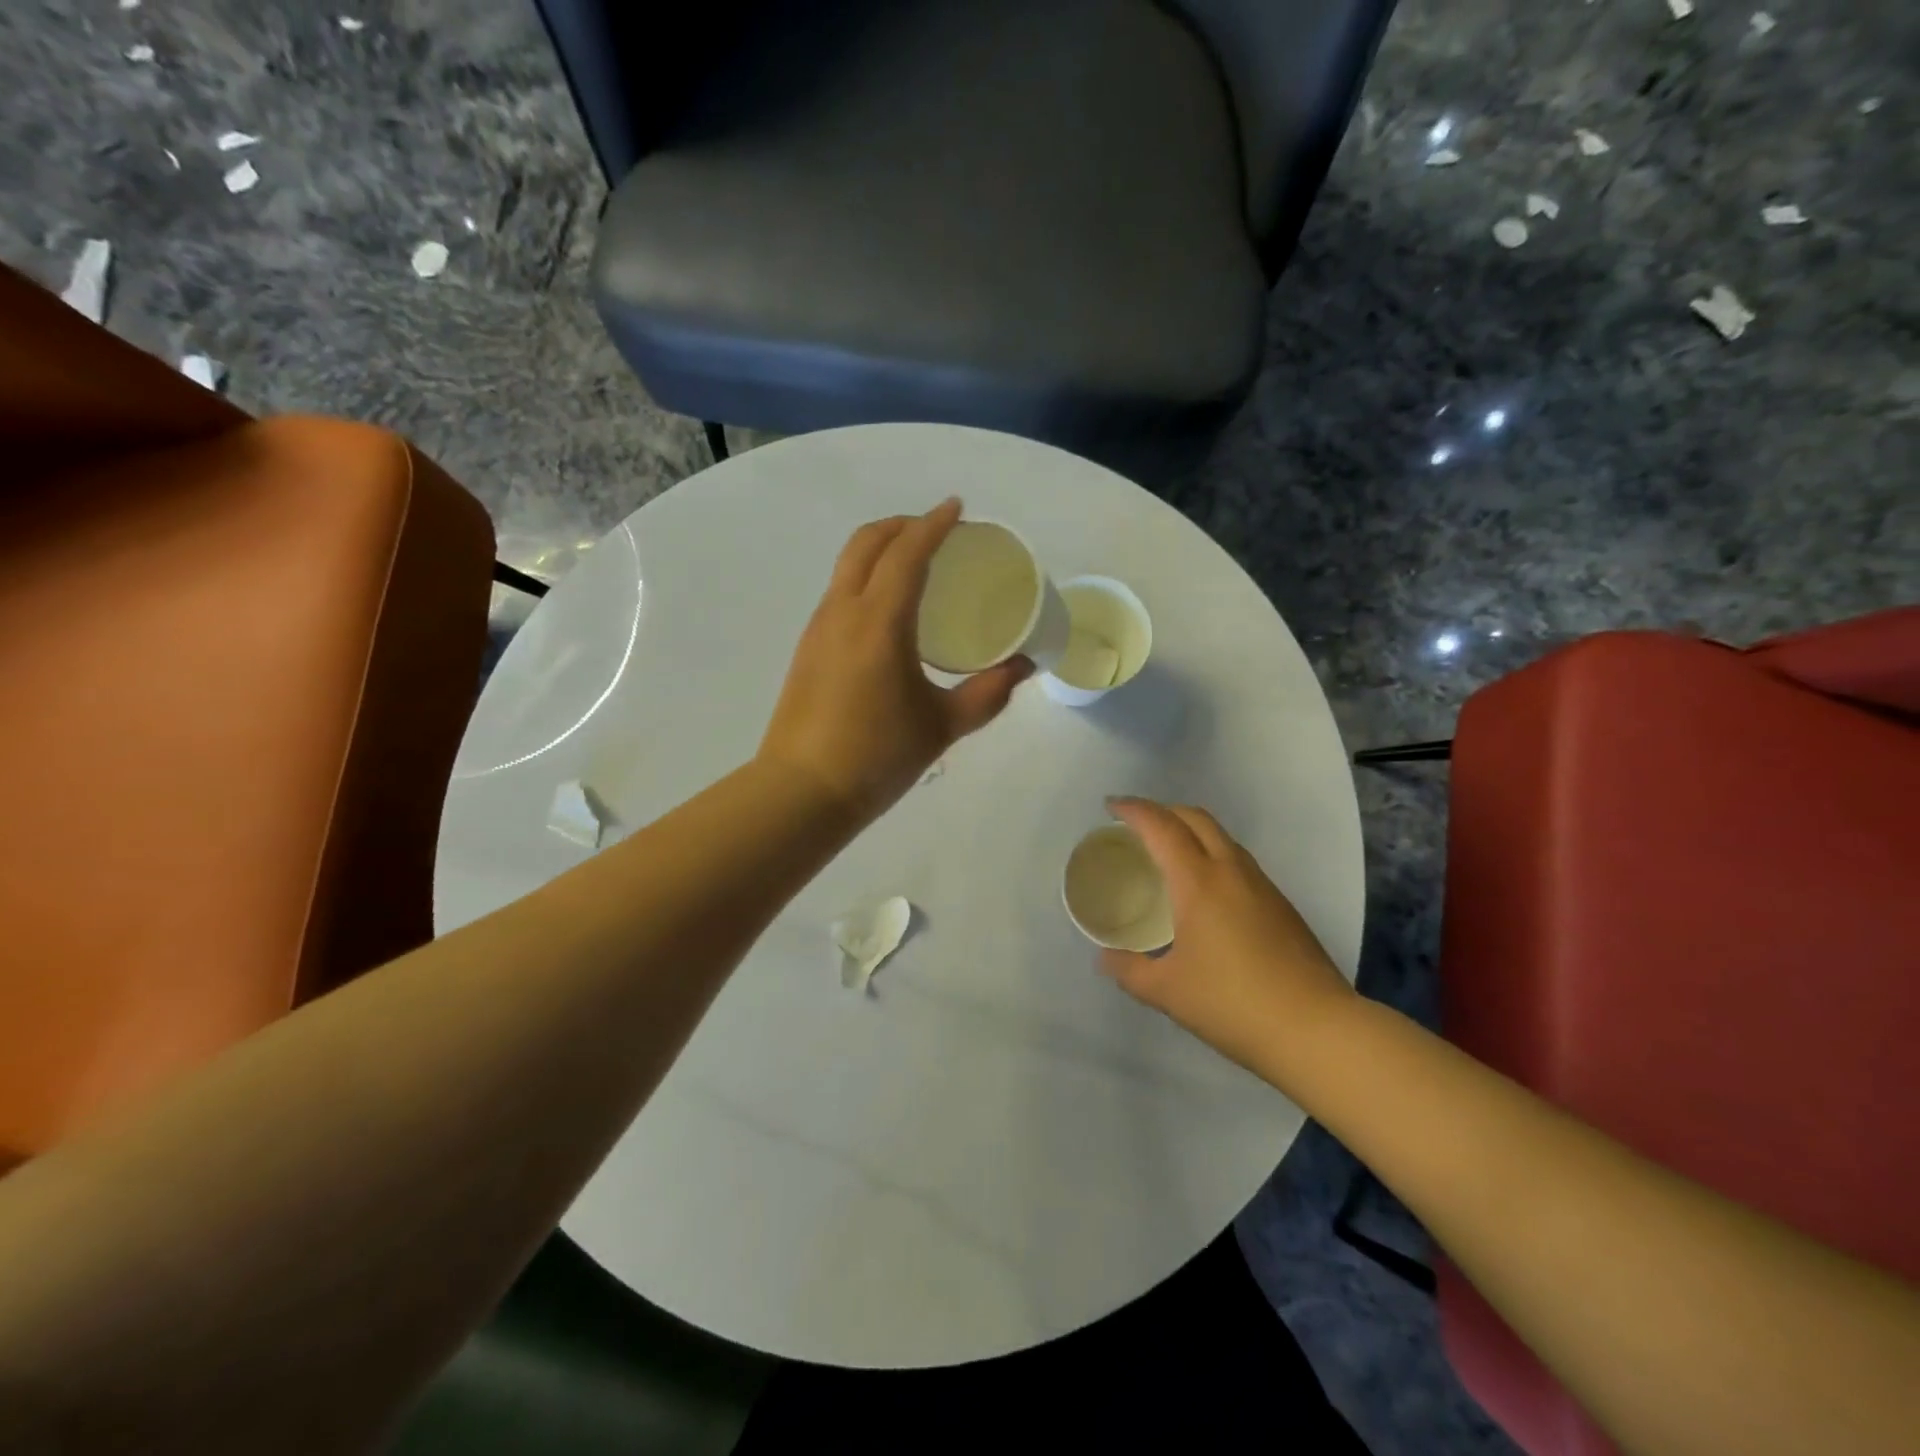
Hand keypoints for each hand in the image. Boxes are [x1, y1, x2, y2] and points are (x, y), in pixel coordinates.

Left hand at [758, 499, 1031, 819]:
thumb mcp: (942, 726)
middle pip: (867, 542)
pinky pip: (839, 592)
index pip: (907, 553)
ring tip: (915, 565)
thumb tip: (1023, 667)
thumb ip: (987, 693)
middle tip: (936, 531)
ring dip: (880, 549)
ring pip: (847, 565)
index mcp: (879, 622)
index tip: (957, 508)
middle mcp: (843, 611)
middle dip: (902, 525)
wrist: (802, 792)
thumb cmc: (877, 756)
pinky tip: (887, 610)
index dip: (934, 524)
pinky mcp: (807, 649)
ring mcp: (818, 628)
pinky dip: (865, 578)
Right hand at [1100, 798, 1358, 1082]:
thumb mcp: (1167, 992)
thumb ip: (1129, 971)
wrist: (1316, 1029)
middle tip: (1135, 825)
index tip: (1110, 806)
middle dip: (1163, 811)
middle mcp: (1231, 871)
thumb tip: (1105, 959)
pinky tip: (1203, 891)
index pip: (1162, 827)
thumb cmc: (1232, 1004)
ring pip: (1222, 837)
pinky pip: (1238, 861)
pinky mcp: (1281, 905)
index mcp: (1199, 882)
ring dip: (1190, 831)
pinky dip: (1211, 855)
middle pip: (1196, 818)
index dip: (1134, 810)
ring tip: (1167, 853)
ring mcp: (1262, 886)